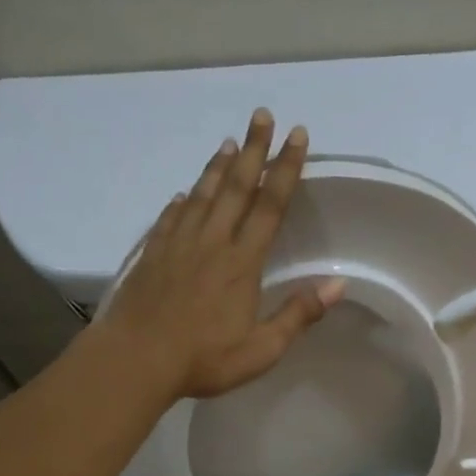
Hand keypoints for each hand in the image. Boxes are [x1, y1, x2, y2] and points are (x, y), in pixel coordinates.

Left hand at [101, 110, 344, 399]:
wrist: (136, 359)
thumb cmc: (203, 359)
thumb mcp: (261, 349)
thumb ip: (298, 315)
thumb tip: (338, 285)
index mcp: (242, 263)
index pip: (270, 206)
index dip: (285, 169)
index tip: (297, 137)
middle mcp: (212, 243)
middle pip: (236, 188)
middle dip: (253, 150)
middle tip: (262, 115)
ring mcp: (178, 245)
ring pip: (201, 195)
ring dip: (218, 168)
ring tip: (229, 143)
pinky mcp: (152, 255)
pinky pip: (171, 218)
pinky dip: (181, 202)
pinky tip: (182, 194)